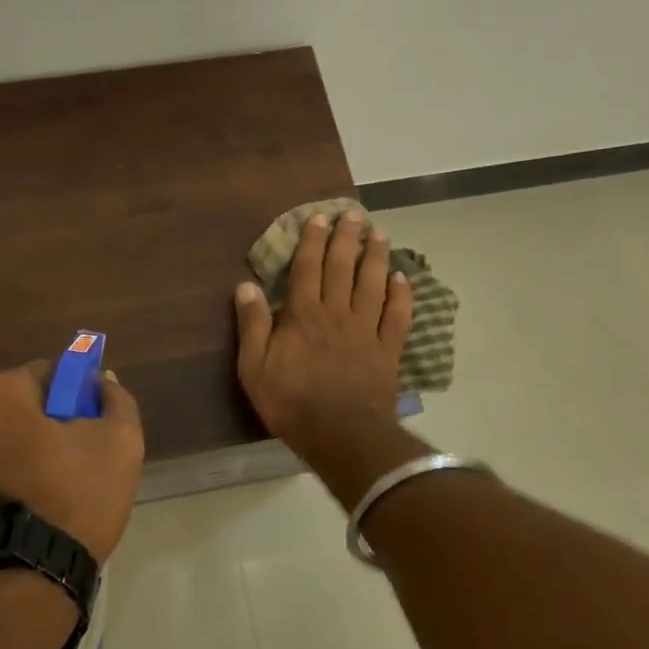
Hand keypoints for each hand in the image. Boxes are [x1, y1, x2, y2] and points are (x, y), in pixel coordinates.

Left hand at [0, 360, 144, 563]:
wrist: (20, 580)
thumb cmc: (74, 499)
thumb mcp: (120, 444)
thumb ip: (116, 401)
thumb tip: (103, 382)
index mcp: (4, 394)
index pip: (43, 374)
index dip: (69, 393)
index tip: (85, 421)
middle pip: (11, 409)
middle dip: (36, 425)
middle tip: (67, 461)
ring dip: (8, 456)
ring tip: (38, 497)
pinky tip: (10, 517)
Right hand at [234, 211, 413, 451]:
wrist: (340, 434)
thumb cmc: (290, 401)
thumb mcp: (254, 366)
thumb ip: (252, 324)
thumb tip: (245, 285)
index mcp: (303, 314)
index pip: (307, 268)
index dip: (312, 241)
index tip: (319, 218)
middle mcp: (337, 313)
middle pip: (343, 268)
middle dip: (347, 238)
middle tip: (354, 214)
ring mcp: (366, 330)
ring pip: (373, 285)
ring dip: (376, 257)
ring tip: (380, 234)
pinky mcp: (387, 350)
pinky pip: (397, 317)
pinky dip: (402, 295)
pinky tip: (403, 278)